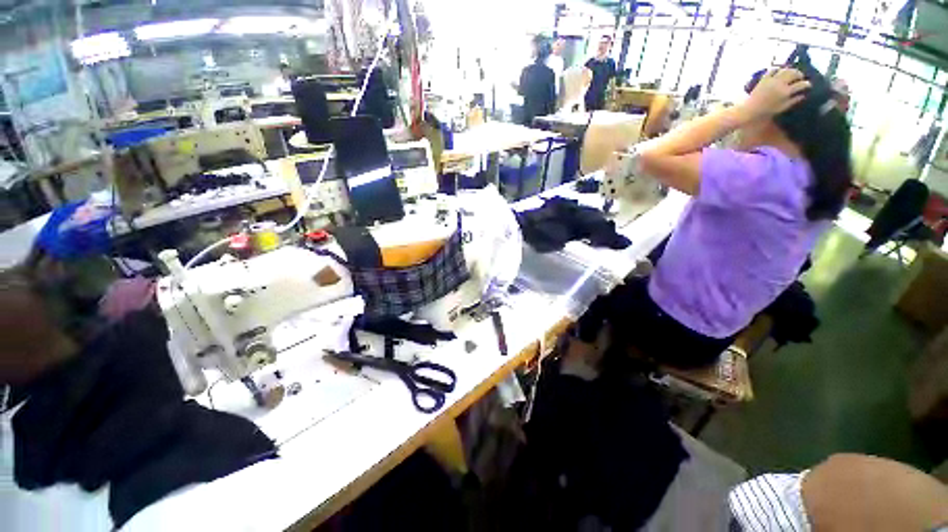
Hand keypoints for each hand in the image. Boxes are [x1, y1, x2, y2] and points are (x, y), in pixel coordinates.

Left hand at [738, 68, 810, 121]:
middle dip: (800, 74)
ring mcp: (772, 80)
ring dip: (790, 70)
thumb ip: (793, 101)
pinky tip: (780, 71)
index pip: (801, 85)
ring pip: (785, 69)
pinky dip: (778, 69)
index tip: (809, 85)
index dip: (807, 84)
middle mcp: (780, 84)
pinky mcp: (764, 78)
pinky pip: (772, 70)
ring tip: (792, 73)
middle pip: (794, 73)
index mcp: (786, 92)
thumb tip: (803, 95)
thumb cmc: (766, 111)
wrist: (749, 109)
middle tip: (801, 77)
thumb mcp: (782, 108)